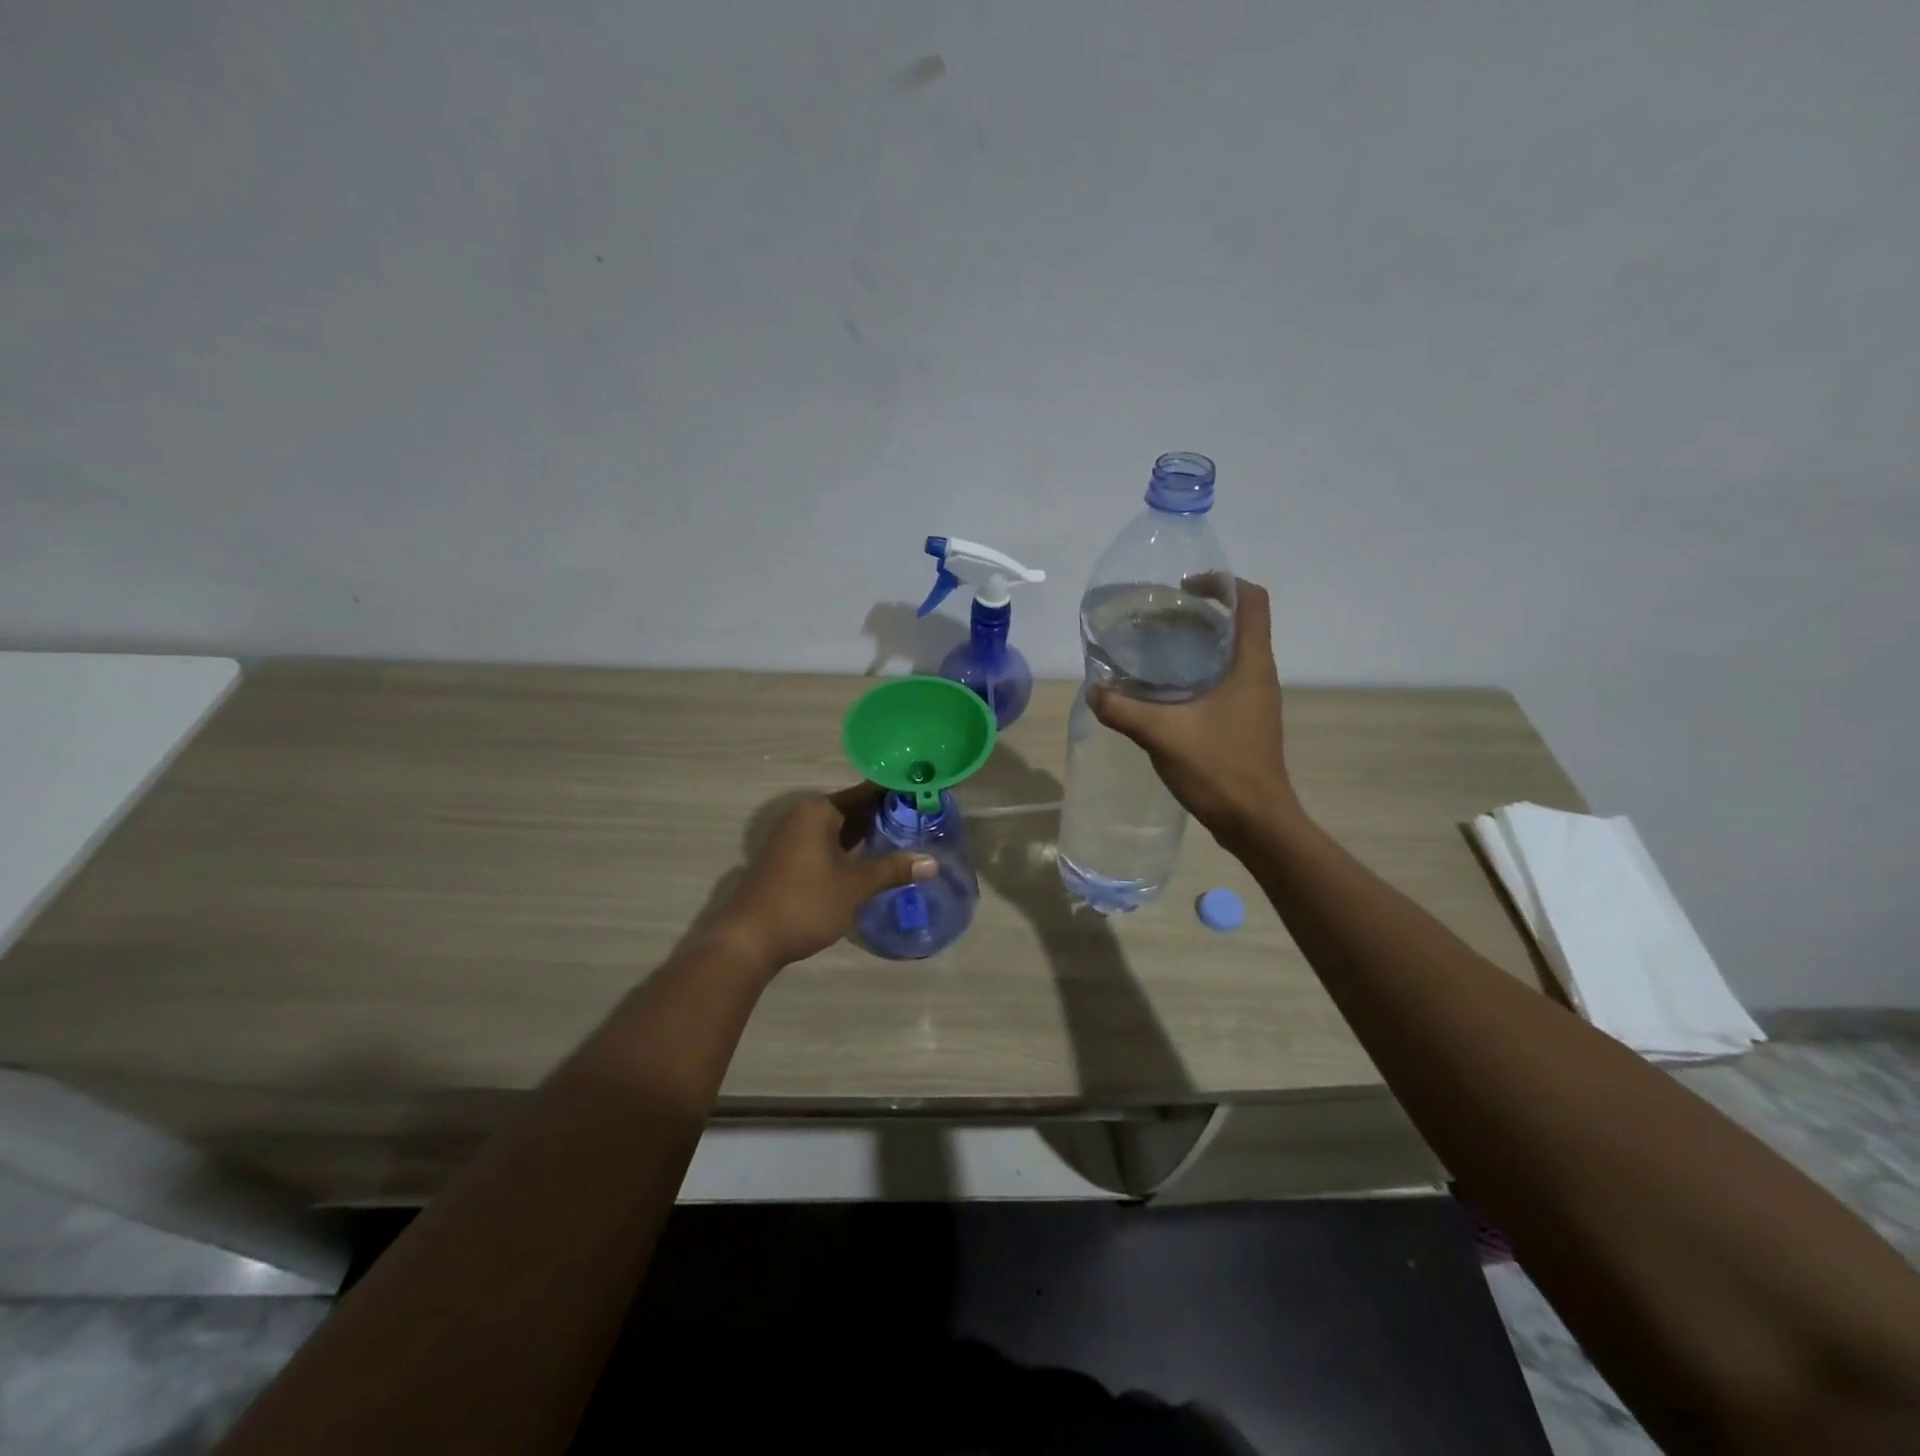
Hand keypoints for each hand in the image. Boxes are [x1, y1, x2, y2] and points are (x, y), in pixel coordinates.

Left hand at [712, 785, 935, 970]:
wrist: (748, 941)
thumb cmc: (804, 903)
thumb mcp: (854, 886)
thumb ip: (893, 869)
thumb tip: (932, 862)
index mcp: (819, 810)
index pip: (868, 792)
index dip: (897, 794)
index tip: (927, 796)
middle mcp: (804, 815)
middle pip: (854, 808)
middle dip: (886, 815)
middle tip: (926, 820)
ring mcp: (794, 838)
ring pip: (841, 828)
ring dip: (869, 834)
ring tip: (909, 838)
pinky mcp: (790, 860)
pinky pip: (829, 843)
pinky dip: (851, 849)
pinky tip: (875, 860)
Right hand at [1087, 579, 1297, 847]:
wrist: (1256, 822)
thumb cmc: (1220, 769)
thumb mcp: (1163, 735)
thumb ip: (1124, 709)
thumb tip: (1095, 691)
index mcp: (1251, 664)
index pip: (1252, 601)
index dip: (1222, 583)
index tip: (1183, 588)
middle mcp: (1259, 674)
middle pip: (1237, 624)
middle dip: (1199, 613)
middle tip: (1156, 619)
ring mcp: (1254, 700)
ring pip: (1230, 654)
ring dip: (1197, 644)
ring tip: (1154, 650)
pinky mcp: (1245, 721)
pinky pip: (1224, 681)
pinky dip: (1197, 673)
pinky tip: (1163, 692)